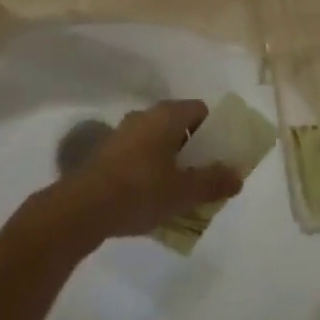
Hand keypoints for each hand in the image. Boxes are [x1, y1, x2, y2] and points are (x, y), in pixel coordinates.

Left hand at [54, 101, 242, 241]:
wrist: (82, 209)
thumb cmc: (141, 191)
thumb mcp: (184, 191)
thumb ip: (214, 182)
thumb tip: (237, 176)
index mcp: (167, 115)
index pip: (200, 110)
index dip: (214, 130)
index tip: (220, 155)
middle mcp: (144, 116)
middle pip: (178, 126)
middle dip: (193, 149)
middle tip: (203, 176)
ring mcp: (122, 134)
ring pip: (157, 142)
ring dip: (170, 161)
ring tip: (179, 191)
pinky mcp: (105, 154)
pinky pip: (138, 156)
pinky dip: (149, 171)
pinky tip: (151, 199)